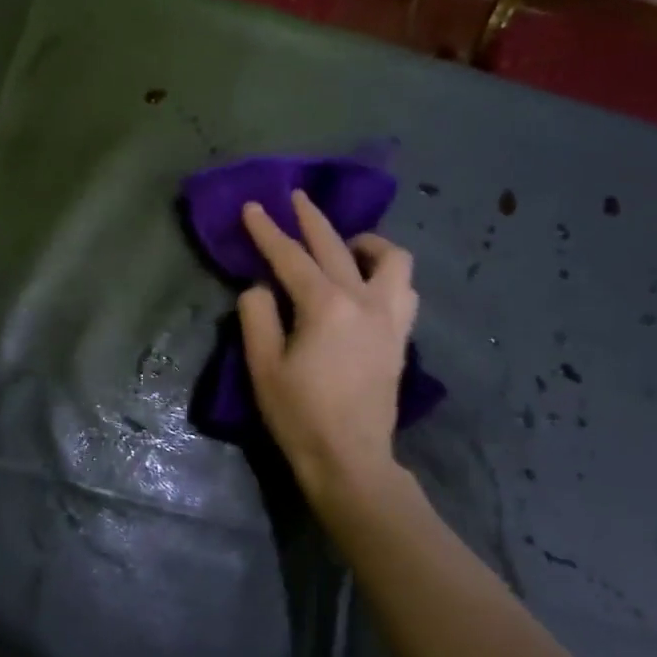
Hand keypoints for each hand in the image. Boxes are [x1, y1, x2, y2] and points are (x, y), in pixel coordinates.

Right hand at [238, 191, 416, 490]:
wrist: (350, 459)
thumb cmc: (299, 415)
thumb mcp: (263, 366)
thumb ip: (258, 316)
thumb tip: (262, 289)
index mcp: (326, 306)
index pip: (290, 257)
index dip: (267, 230)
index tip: (252, 207)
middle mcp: (364, 301)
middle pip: (337, 246)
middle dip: (312, 219)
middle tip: (296, 197)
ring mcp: (390, 318)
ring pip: (392, 260)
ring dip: (366, 244)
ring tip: (346, 246)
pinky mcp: (400, 337)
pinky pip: (404, 289)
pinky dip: (387, 274)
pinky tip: (369, 284)